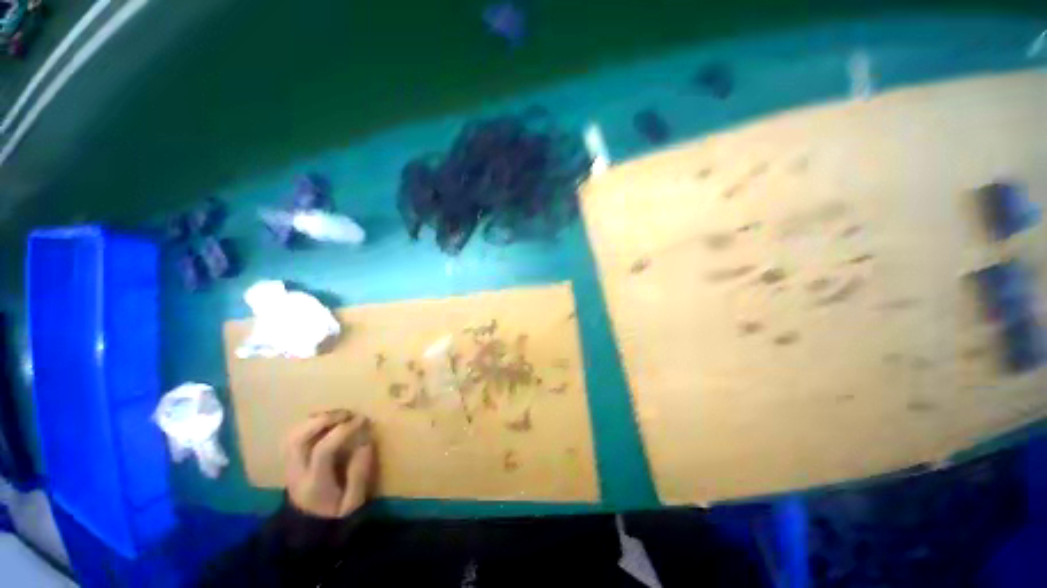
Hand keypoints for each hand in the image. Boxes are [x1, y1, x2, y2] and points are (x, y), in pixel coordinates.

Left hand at [283, 410, 375, 517]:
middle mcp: (296, 472)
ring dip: (315, 420)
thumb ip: (360, 474)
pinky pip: (292, 436)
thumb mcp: (354, 502)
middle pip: (299, 438)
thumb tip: (366, 442)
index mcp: (314, 484)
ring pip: (292, 435)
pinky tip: (325, 422)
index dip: (343, 430)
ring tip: (337, 416)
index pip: (323, 449)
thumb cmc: (335, 514)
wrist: (307, 530)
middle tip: (347, 414)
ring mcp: (288, 466)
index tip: (362, 420)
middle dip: (324, 420)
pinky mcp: (288, 462)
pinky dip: (308, 424)